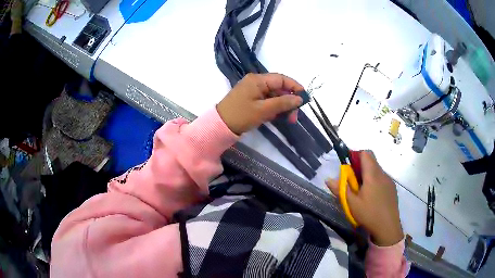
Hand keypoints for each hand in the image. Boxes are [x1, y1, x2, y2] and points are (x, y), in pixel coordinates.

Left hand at [217, 73, 303, 134]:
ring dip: (282, 106)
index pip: (281, 79)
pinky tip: (279, 117)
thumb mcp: (263, 110)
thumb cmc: (241, 115)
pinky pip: (267, 101)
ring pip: (274, 96)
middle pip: (278, 88)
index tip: (305, 98)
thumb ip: (283, 103)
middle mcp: (256, 82)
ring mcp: (253, 91)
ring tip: (289, 120)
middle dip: (289, 101)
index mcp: (258, 80)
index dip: (295, 86)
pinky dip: (274, 109)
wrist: (220, 126)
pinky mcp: (251, 100)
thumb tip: (299, 98)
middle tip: (295, 116)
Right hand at [326, 151, 403, 245]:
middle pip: (371, 161)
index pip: (366, 153)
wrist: (388, 227)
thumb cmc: (369, 214)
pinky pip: (382, 178)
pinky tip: (372, 197)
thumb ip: (340, 189)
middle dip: (360, 167)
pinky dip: (375, 181)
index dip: (356, 155)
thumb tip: (328, 178)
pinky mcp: (392, 188)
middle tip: (353, 182)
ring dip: (368, 175)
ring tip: (362, 191)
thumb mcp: (351, 203)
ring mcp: (389, 181)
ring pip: (377, 170)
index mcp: (372, 174)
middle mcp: (382, 173)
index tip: (349, 167)